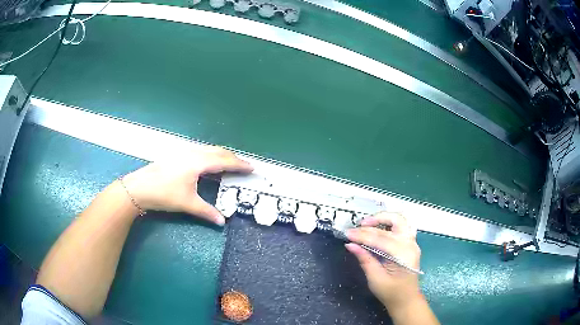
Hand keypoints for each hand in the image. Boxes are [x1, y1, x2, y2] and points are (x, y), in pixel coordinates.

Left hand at [121, 146, 252, 224]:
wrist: (138, 188)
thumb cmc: (164, 194)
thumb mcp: (187, 203)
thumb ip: (207, 211)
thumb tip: (222, 222)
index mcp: (198, 162)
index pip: (224, 161)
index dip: (239, 164)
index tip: (251, 167)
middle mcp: (192, 153)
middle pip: (218, 151)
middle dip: (232, 157)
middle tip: (243, 165)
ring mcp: (183, 152)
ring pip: (208, 149)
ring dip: (221, 155)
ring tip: (228, 164)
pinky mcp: (176, 155)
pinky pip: (199, 151)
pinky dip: (210, 156)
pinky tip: (207, 164)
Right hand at [345, 212, 421, 309]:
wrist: (406, 299)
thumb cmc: (391, 293)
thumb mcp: (375, 279)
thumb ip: (365, 259)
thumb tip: (350, 245)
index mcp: (403, 254)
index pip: (380, 239)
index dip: (362, 235)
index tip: (347, 234)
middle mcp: (410, 244)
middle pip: (393, 223)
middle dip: (373, 222)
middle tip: (358, 226)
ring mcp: (412, 242)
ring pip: (400, 220)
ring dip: (383, 218)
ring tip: (367, 223)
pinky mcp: (410, 243)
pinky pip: (401, 226)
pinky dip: (388, 223)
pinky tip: (377, 228)